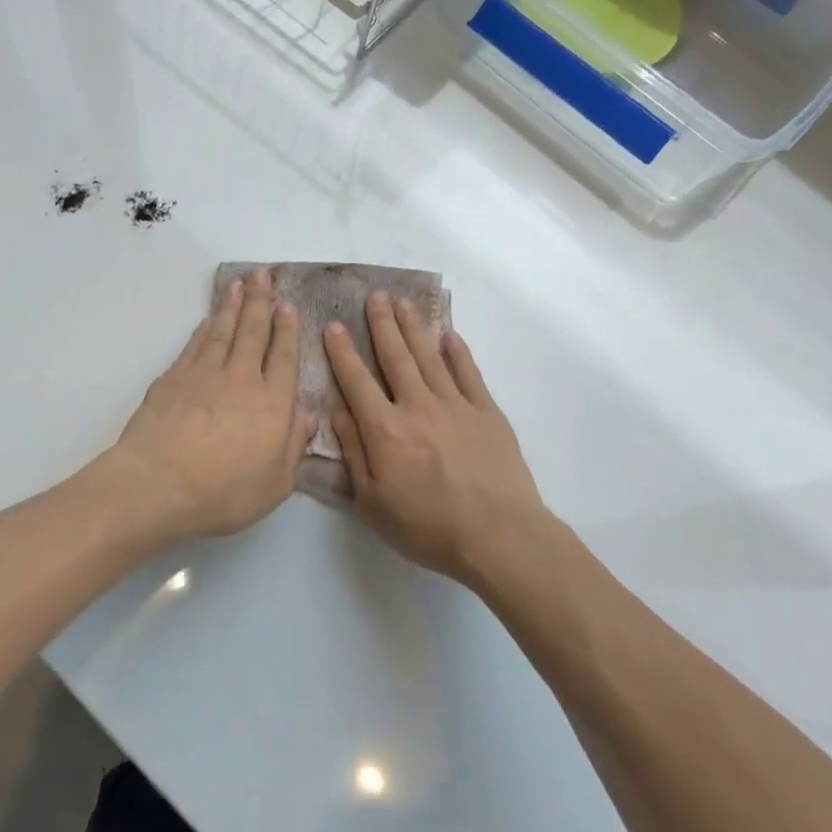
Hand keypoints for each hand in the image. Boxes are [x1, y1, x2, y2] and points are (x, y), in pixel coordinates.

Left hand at [107, 269, 313, 541]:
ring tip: (239, 283)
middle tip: (263, 275)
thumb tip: (309, 418)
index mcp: (273, 404)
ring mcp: (204, 374)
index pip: (284, 357)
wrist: (158, 483)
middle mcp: (241, 379)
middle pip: (253, 332)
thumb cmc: (223, 492)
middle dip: (260, 302)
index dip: (287, 330)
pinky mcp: (173, 378)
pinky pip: (195, 344)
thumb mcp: (275, 484)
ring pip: (223, 330)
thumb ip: (293, 448)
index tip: (288, 305)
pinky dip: (205, 327)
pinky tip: (208, 319)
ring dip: (232, 305)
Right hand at [326, 294, 550, 589]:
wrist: (498, 536)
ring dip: (414, 327)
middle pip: (395, 357)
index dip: (342, 352)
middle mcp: (417, 406)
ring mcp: (456, 405)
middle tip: (374, 295)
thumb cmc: (427, 527)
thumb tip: (338, 412)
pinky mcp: (488, 412)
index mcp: (385, 429)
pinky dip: (457, 352)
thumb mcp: (372, 502)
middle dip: (382, 324)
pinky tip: (449, 335)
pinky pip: (469, 373)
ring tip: (403, 302)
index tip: (333, 325)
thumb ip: (354, 453)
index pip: (356, 381)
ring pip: (429, 357)